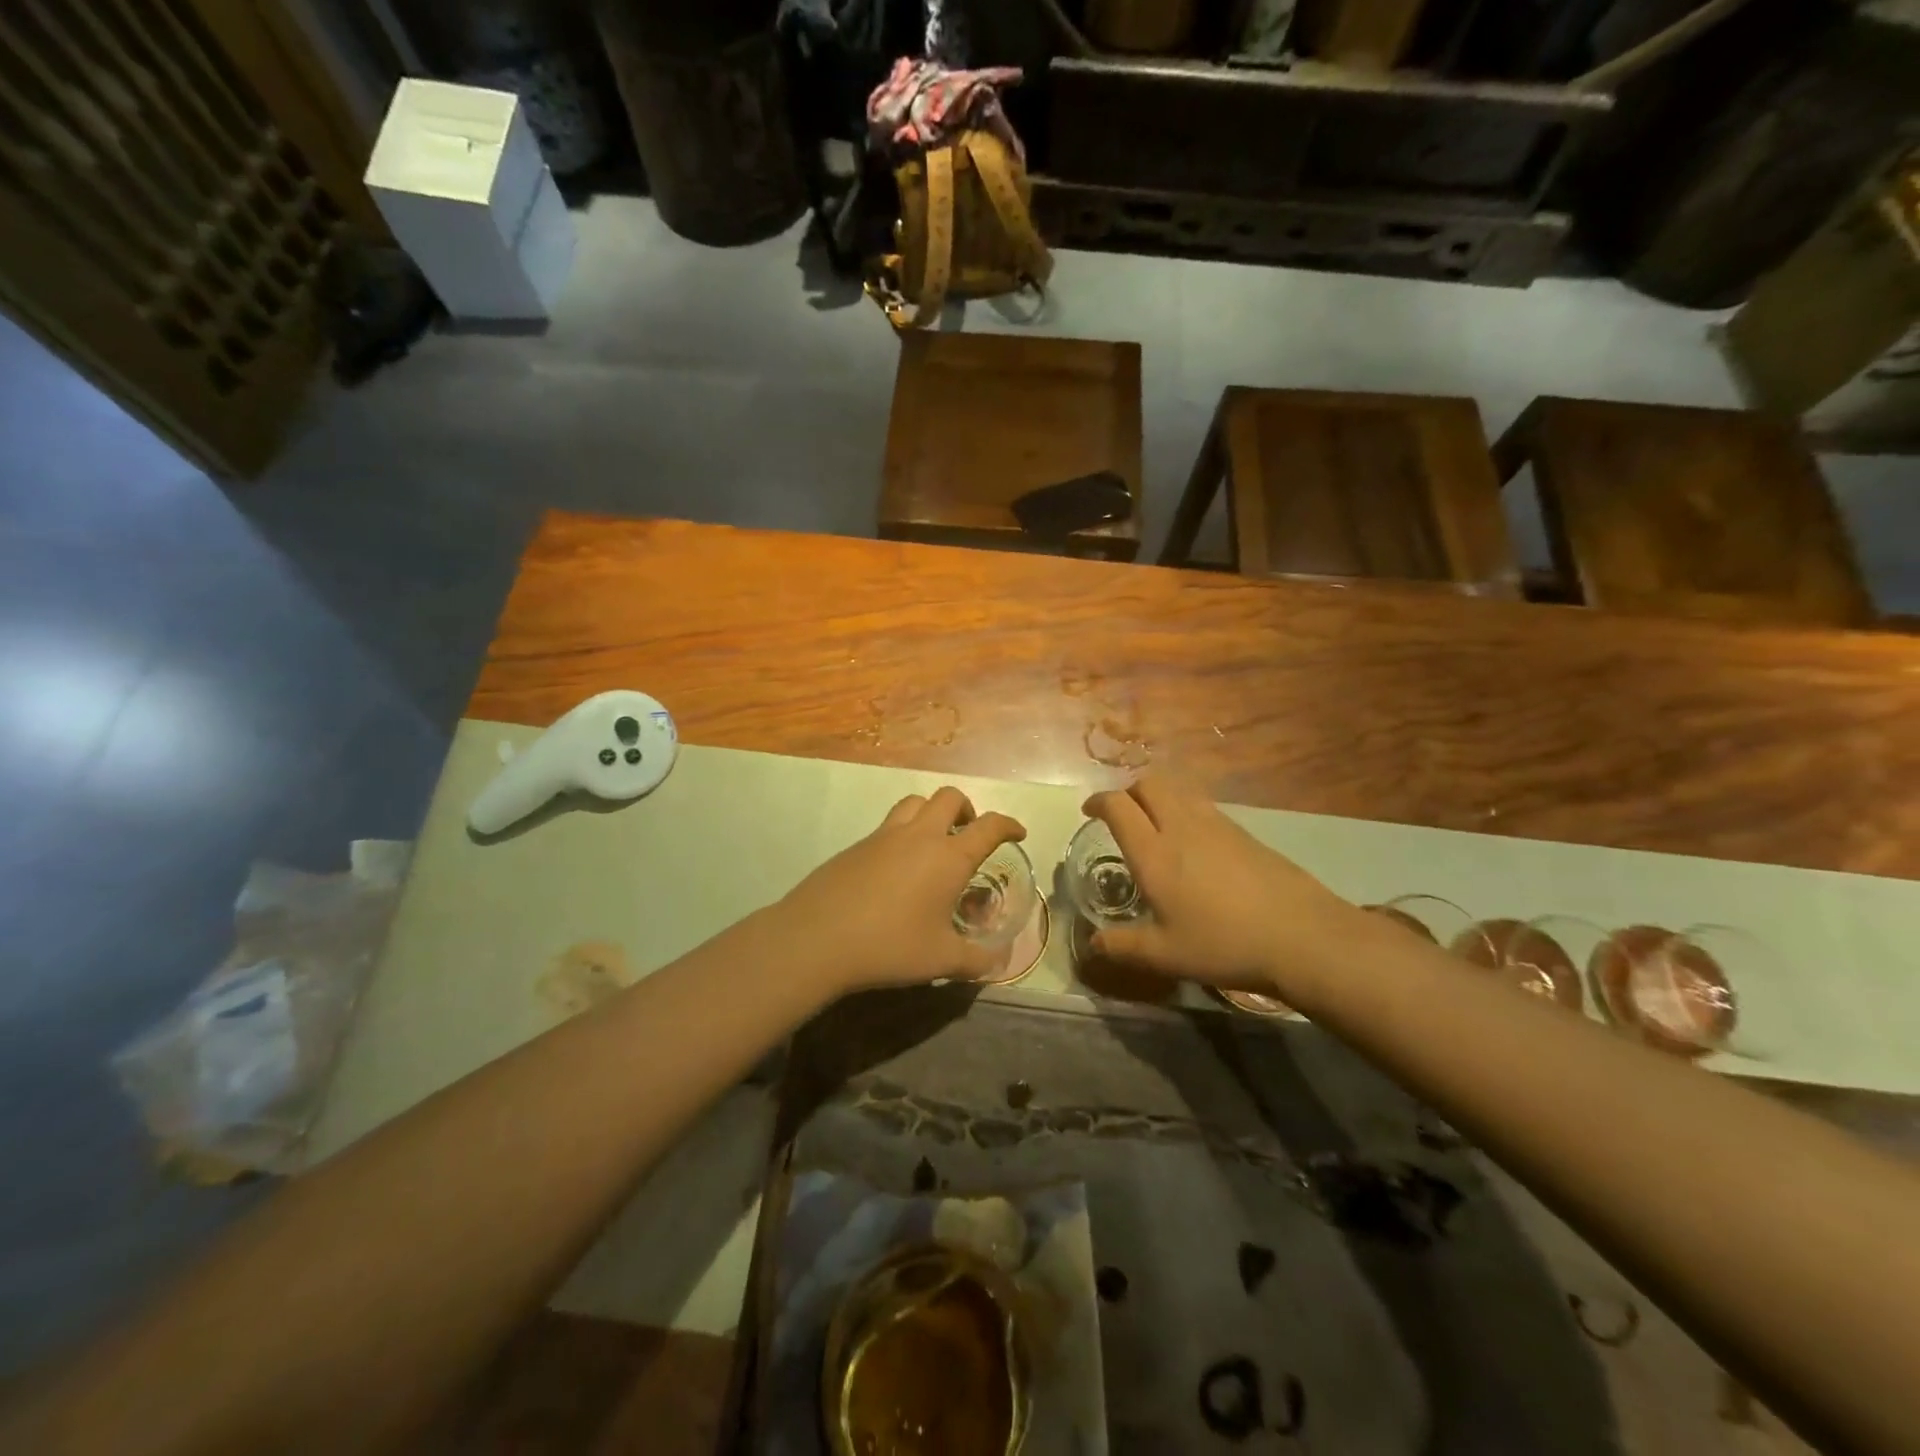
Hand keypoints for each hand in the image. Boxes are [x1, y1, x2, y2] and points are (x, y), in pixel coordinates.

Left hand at [771, 787, 1025, 994]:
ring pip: (915, 802)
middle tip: (968, 835)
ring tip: (934, 843)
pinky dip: (903, 833)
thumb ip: (976, 961)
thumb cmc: (889, 946)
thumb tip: (998, 963)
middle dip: (967, 809)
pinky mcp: (856, 845)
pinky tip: (897, 868)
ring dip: (932, 812)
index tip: (1017, 833)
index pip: (989, 826)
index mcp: (948, 857)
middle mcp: (919, 836)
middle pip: (949, 798)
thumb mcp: (941, 960)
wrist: (817, 938)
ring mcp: (884, 836)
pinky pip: (888, 824)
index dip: (1008, 825)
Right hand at [1082, 775, 1359, 995]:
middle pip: (1149, 784)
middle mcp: (1181, 827)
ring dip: (1159, 798)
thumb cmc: (1223, 944)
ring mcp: (1217, 825)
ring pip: (1179, 790)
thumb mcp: (1164, 955)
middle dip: (1128, 791)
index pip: (1118, 806)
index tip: (1089, 811)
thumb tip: (1092, 943)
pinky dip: (1185, 810)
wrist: (1302, 936)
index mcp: (1154, 853)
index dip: (1098, 802)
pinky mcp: (1244, 832)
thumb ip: (1122, 946)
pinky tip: (1194, 845)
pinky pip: (1203, 806)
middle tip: (1122, 816)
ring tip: (1156, 826)